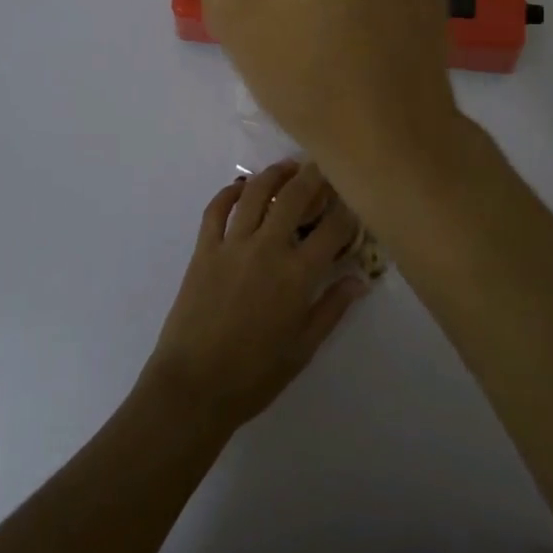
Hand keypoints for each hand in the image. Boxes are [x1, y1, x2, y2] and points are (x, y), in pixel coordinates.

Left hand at [143, 160, 366, 431]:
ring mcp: (232, 244)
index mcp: (297, 275)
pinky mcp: (204, 248)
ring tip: (288, 167)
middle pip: (295, 197)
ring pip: (256, 193)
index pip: (332, 229)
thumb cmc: (254, 375)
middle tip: (323, 165)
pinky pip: (216, 209)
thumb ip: (332, 308)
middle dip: (314, 176)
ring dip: (274, 174)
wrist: (194, 387)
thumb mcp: (303, 348)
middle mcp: (267, 248)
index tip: (354, 201)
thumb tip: (359, 279)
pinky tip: (242, 186)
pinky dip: (229, 191)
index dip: (347, 211)